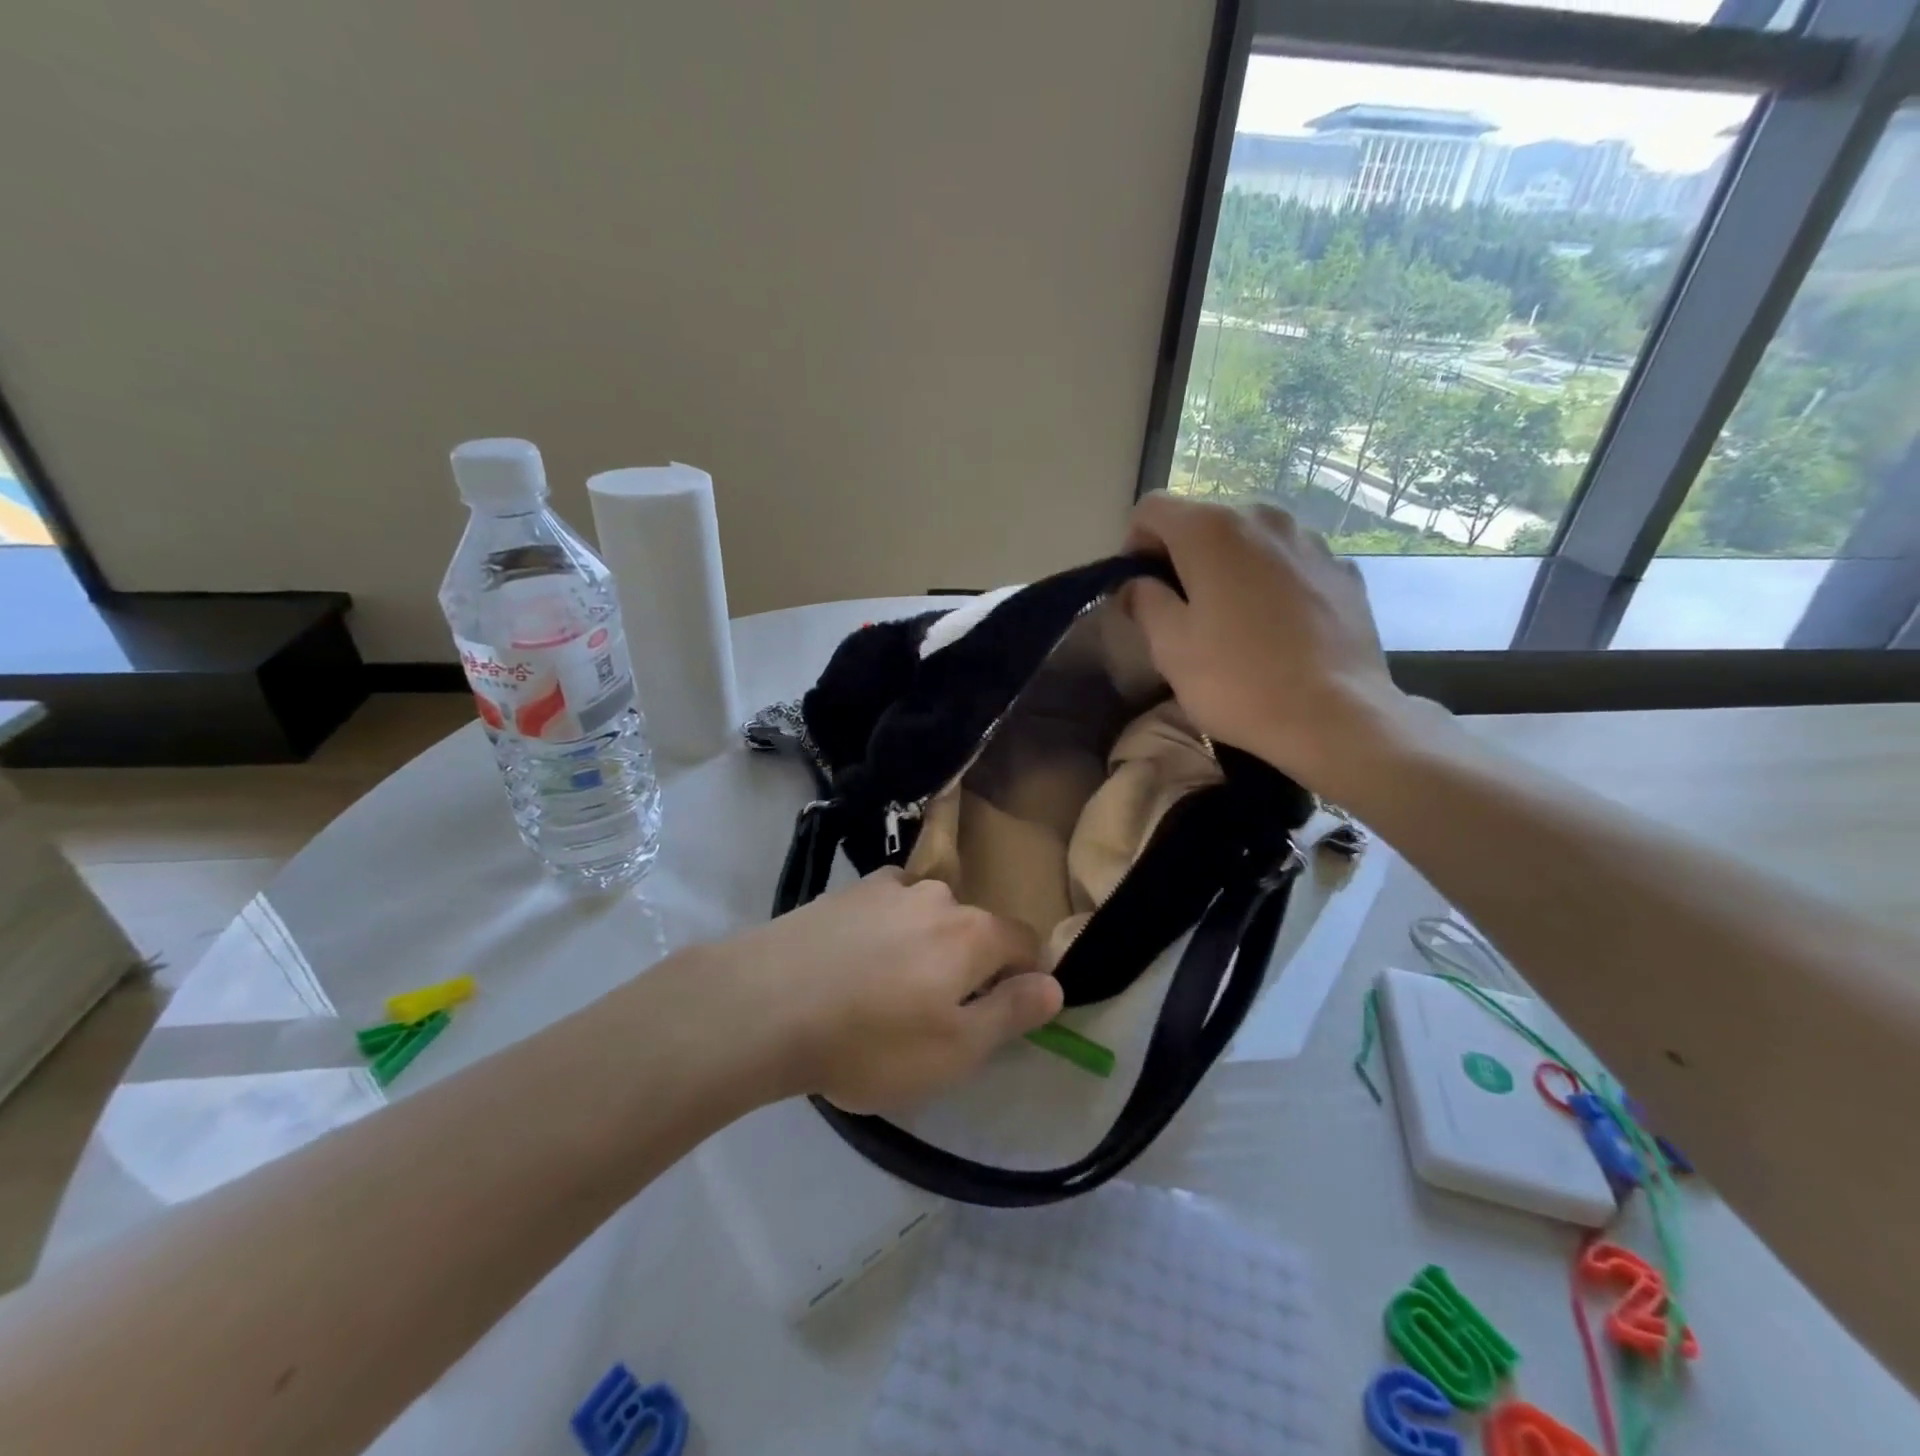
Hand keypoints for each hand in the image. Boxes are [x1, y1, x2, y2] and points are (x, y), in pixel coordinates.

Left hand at [719, 869, 1059, 1113]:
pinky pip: (886, 909)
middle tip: (937, 1015)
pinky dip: (886, 931)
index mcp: (972, 932)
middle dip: (971, 965)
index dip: (1026, 977)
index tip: (1004, 1013)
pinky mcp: (845, 892)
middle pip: (974, 928)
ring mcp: (886, 888)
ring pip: (928, 916)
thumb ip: (1011, 1013)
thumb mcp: (955, 1050)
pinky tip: (857, 962)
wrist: (764, 1006)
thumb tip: (1055, 985)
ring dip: (925, 945)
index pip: (1025, 943)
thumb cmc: (870, 1041)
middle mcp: (936, 896)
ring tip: (891, 990)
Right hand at [1125, 493, 1409, 796]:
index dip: (1133, 545)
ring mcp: (1310, 540)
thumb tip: (1137, 584)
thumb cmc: (1238, 681)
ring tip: (1231, 618)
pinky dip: (1270, 580)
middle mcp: (1263, 517)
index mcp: (1211, 530)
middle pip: (1203, 520)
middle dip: (1182, 556)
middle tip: (1180, 609)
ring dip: (1228, 566)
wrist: (1336, 717)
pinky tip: (1275, 626)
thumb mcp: (1169, 647)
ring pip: (1249, 539)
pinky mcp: (1343, 569)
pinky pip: (1288, 561)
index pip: (1152, 509)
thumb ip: (1144, 601)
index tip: (1138, 590)